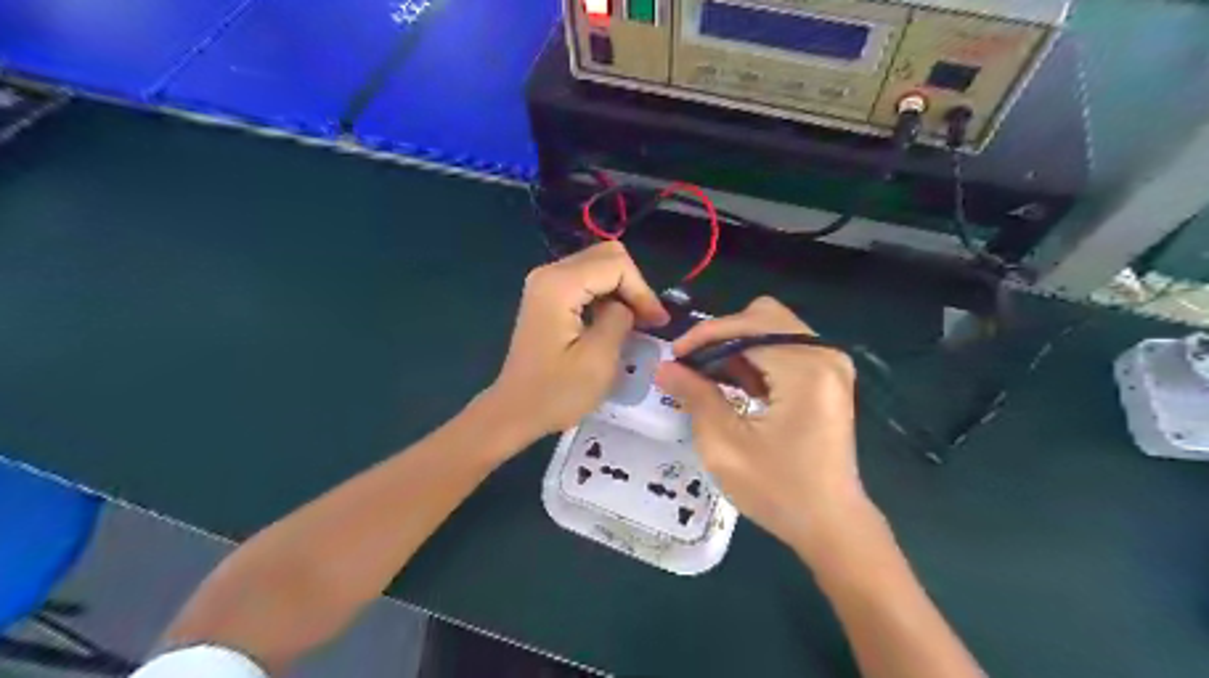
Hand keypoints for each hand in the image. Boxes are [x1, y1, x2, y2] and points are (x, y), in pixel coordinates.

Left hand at [486, 243, 670, 449]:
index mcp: (559, 285)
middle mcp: (549, 273)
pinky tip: (617, 320)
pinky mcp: (547, 296)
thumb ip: (619, 319)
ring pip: (599, 266)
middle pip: (607, 256)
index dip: (642, 291)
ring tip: (639, 322)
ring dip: (623, 290)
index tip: (657, 324)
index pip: (616, 265)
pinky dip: (608, 295)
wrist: (515, 411)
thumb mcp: (598, 359)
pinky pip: (587, 281)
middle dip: (634, 286)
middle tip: (650, 320)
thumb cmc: (556, 392)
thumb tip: (626, 307)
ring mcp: (545, 283)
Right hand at [658, 295, 873, 556]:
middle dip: (721, 335)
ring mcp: (831, 364)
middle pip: (763, 316)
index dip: (704, 336)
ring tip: (709, 376)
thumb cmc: (778, 491)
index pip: (747, 327)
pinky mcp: (829, 376)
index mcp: (805, 369)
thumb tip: (665, 366)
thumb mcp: (725, 446)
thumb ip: (695, 396)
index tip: (674, 357)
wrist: (832, 525)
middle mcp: (825, 355)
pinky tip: (737, 384)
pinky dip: (756, 356)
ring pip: (773, 328)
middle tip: (692, 365)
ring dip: (737, 345)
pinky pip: (785, 346)